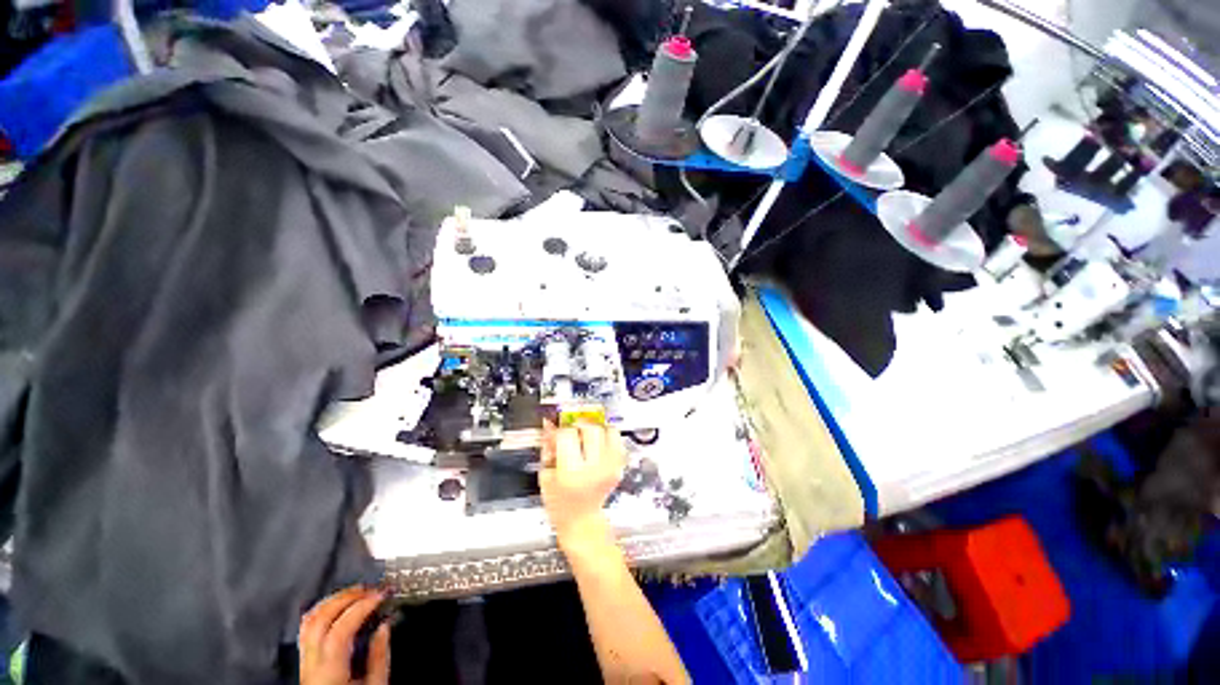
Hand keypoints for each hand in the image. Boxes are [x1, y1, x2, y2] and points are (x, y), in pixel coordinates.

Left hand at [299, 587, 389, 684]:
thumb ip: (378, 657)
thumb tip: (384, 626)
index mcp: (329, 672)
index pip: (340, 630)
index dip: (361, 607)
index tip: (380, 595)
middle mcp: (311, 665)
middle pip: (320, 620)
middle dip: (347, 597)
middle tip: (370, 589)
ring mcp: (304, 662)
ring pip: (309, 621)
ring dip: (334, 600)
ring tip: (355, 593)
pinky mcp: (304, 661)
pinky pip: (306, 629)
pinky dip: (323, 611)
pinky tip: (337, 607)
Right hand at [540, 422, 626, 549]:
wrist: (581, 520)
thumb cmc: (560, 503)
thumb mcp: (546, 475)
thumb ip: (548, 447)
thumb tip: (550, 424)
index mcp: (571, 472)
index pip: (567, 434)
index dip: (559, 431)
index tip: (556, 434)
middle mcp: (594, 468)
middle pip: (591, 429)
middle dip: (579, 428)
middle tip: (572, 435)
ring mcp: (610, 467)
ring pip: (608, 430)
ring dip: (596, 430)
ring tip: (587, 439)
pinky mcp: (619, 467)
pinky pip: (617, 440)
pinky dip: (607, 437)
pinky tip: (597, 446)